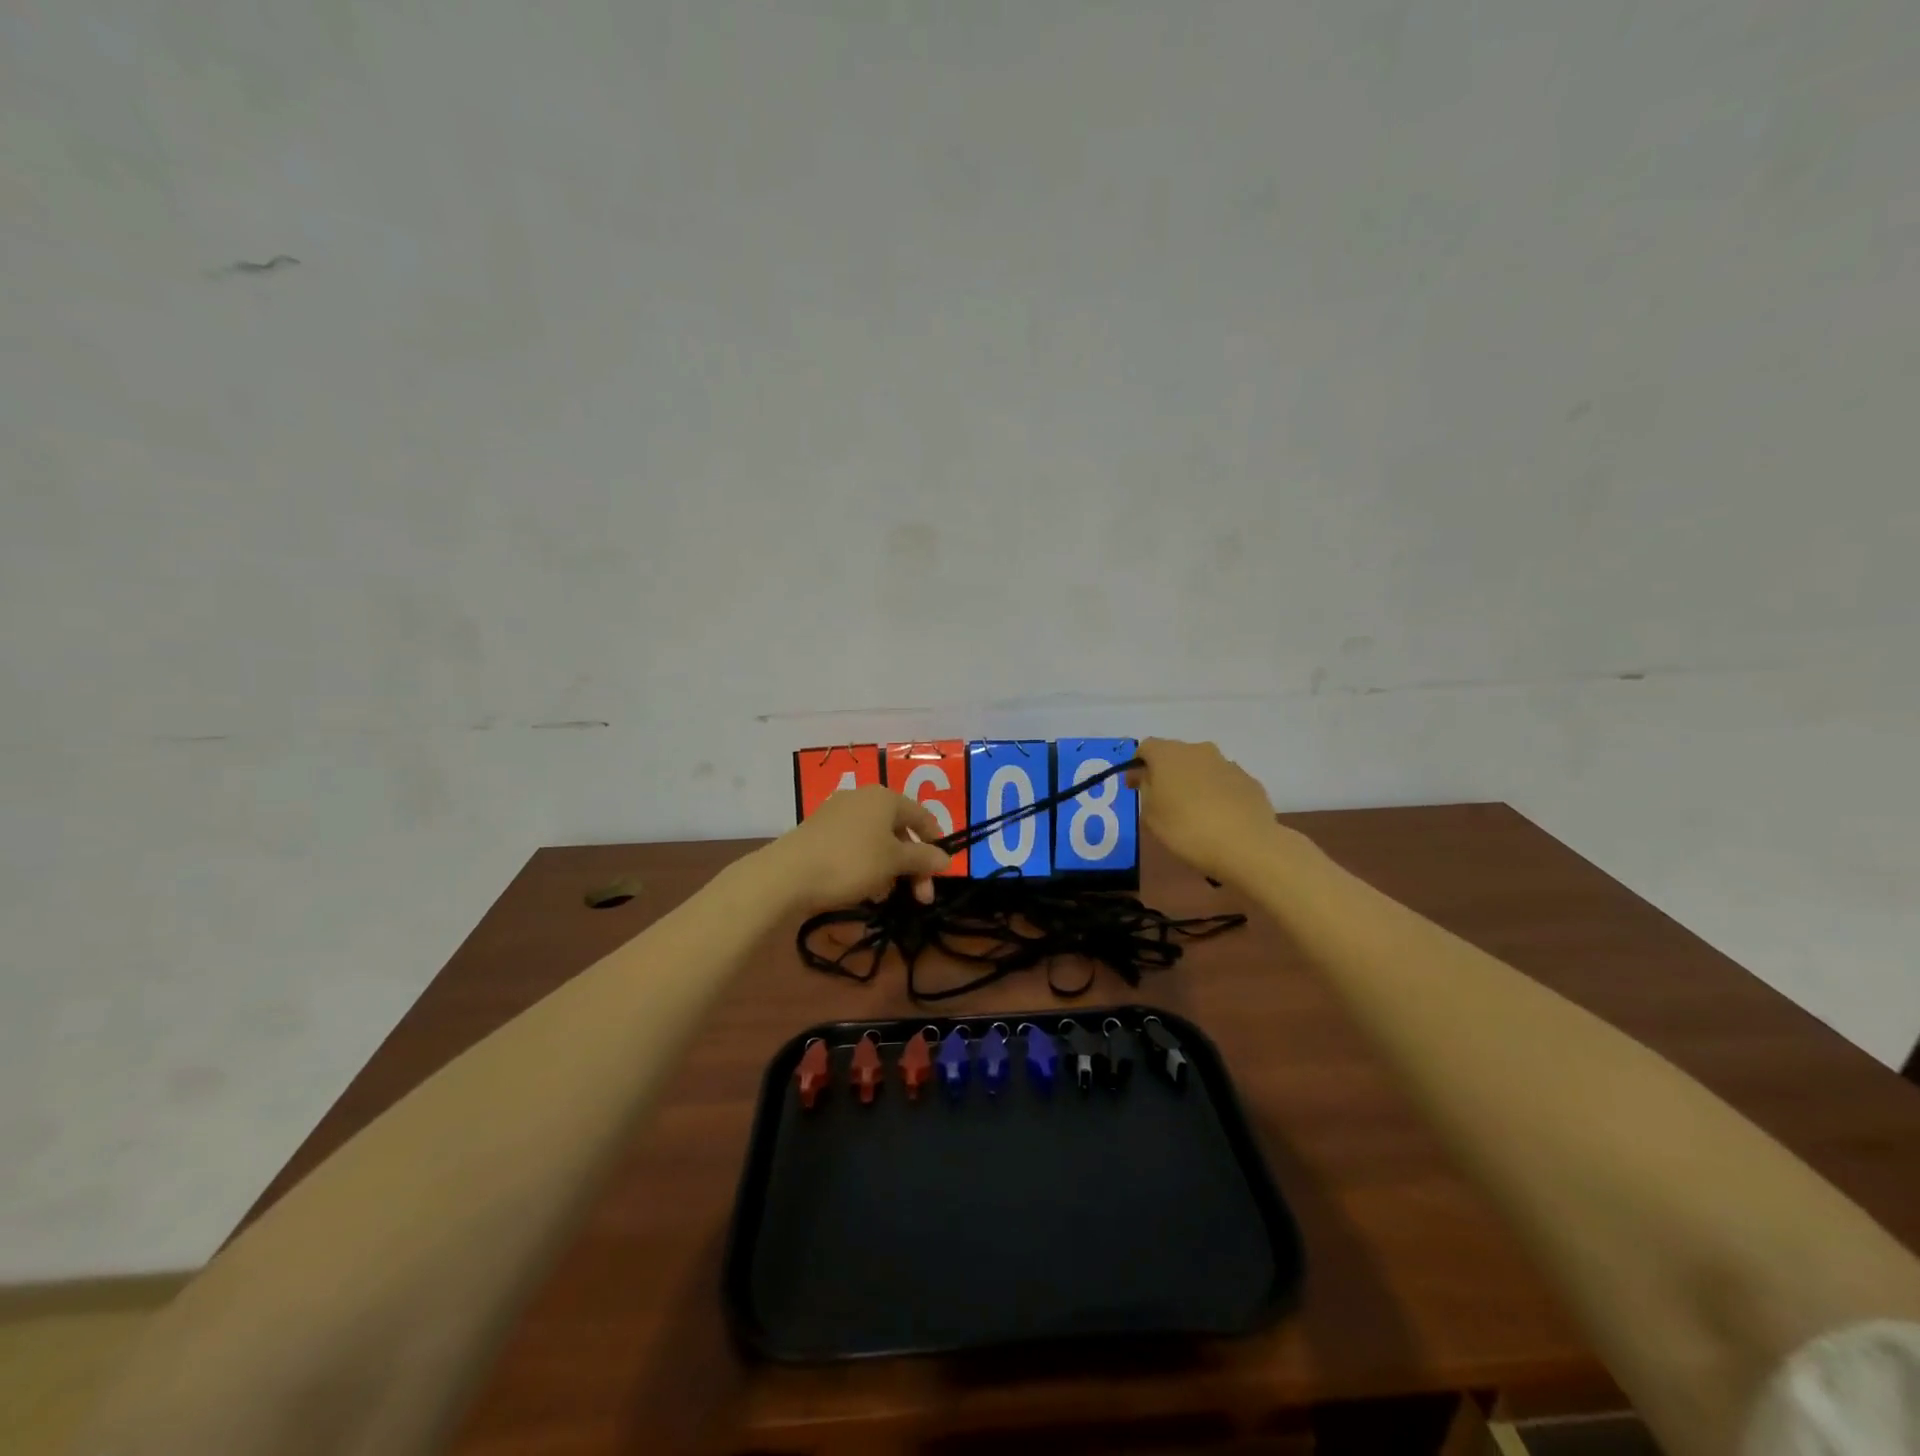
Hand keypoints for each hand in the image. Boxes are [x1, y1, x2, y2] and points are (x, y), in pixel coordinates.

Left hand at [758, 785, 950, 911]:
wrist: (787, 874)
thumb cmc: (850, 862)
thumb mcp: (894, 862)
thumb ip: (923, 859)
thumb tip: (946, 859)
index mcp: (885, 797)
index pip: (922, 816)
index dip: (935, 842)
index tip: (941, 872)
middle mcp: (862, 798)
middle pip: (899, 831)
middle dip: (912, 865)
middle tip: (919, 898)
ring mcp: (837, 814)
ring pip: (876, 841)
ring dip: (889, 869)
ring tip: (885, 897)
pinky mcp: (819, 832)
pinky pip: (854, 846)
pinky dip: (866, 866)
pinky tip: (863, 890)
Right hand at [1128, 738, 1281, 880]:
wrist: (1247, 845)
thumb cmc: (1187, 829)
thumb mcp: (1151, 815)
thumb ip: (1146, 790)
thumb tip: (1148, 777)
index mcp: (1168, 755)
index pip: (1145, 748)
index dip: (1136, 766)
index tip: (1134, 787)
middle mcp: (1198, 750)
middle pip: (1175, 755)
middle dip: (1166, 773)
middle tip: (1163, 801)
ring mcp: (1227, 764)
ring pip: (1202, 767)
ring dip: (1193, 782)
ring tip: (1193, 812)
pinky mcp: (1249, 781)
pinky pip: (1224, 782)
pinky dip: (1217, 793)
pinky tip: (1218, 818)